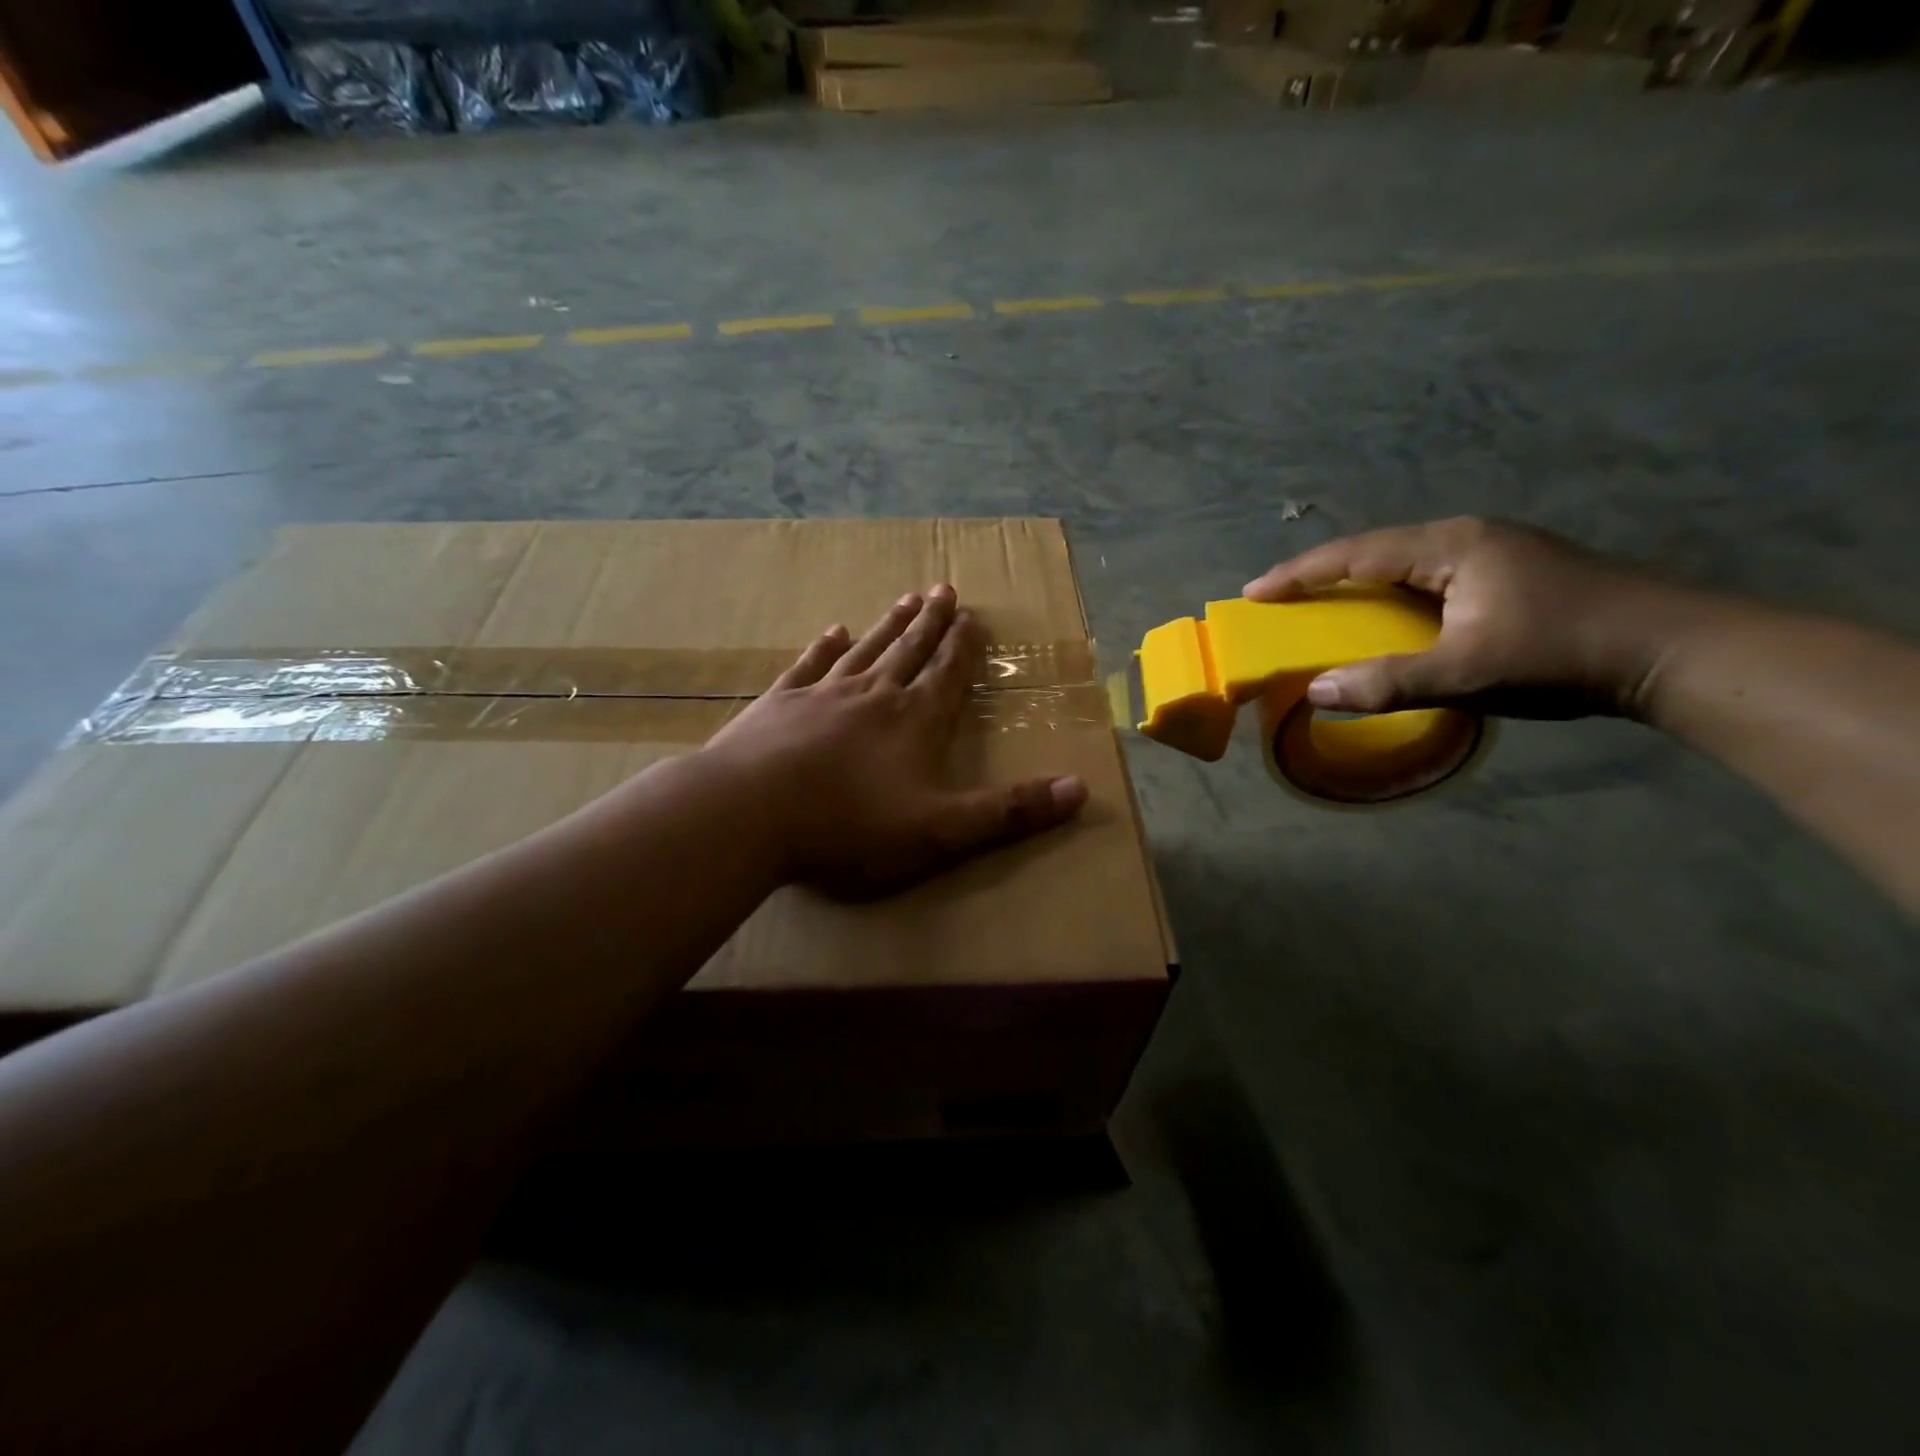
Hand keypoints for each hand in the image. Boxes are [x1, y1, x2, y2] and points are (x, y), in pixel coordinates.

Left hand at [702, 584, 1087, 898]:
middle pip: (910, 651)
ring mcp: (822, 695)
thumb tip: (1081, 790)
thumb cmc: (849, 826)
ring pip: (866, 650)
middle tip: (944, 590)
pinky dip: (824, 648)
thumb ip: (1009, 811)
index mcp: (914, 722)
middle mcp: (873, 696)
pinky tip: (833, 632)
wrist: (748, 814)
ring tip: (906, 599)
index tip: (972, 617)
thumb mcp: (941, 830)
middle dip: (931, 623)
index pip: (947, 675)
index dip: (963, 648)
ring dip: (888, 626)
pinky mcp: (778, 705)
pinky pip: (809, 666)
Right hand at [1244, 517, 1706, 719]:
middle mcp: (1468, 537)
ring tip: (1323, 607)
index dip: (1300, 573)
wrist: (1674, 651)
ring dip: (1359, 584)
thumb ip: (1387, 682)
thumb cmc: (1562, 654)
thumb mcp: (1466, 673)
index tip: (1255, 592)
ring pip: (1405, 563)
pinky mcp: (1512, 574)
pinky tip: (1387, 616)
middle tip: (1282, 599)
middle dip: (1324, 574)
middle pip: (1376, 550)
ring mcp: (1495, 553)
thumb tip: (1315, 691)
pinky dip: (1392, 596)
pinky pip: (1430, 578)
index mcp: (1451, 546)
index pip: (1356, 553)